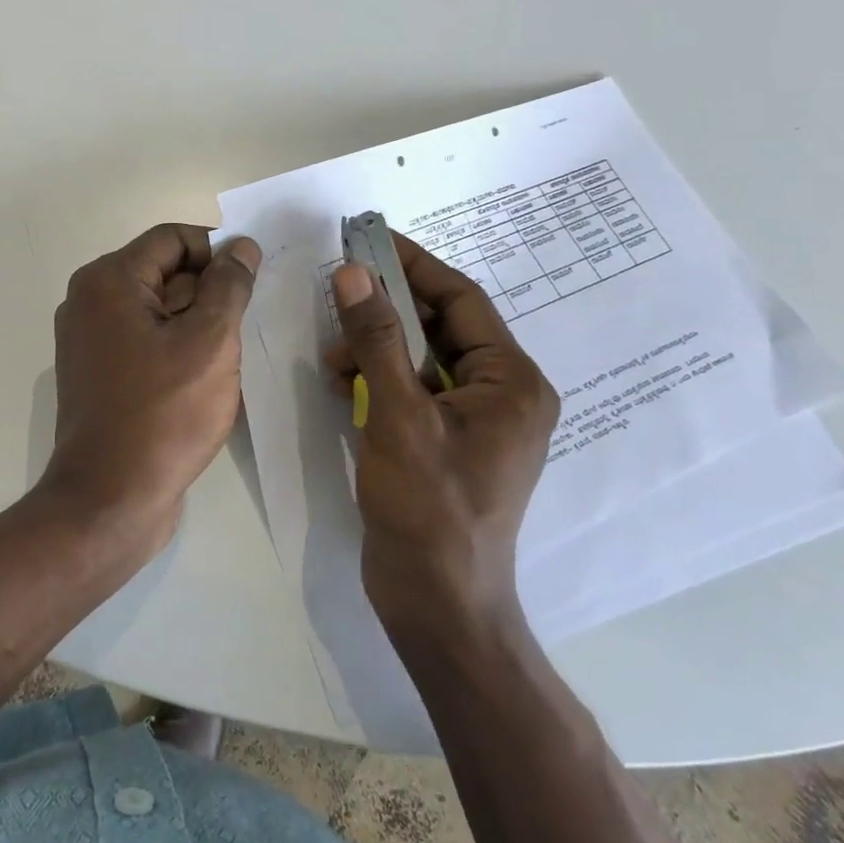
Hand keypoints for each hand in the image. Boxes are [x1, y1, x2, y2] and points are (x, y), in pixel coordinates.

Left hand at [41, 224, 261, 553]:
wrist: (110, 500)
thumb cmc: (163, 414)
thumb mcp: (209, 341)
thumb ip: (228, 285)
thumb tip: (241, 246)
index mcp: (108, 281)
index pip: (172, 239)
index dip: (217, 250)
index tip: (254, 278)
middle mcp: (90, 302)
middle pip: (163, 273)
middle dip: (210, 290)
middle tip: (249, 319)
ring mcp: (91, 342)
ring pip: (158, 311)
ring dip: (198, 323)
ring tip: (234, 351)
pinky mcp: (100, 375)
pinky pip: (146, 343)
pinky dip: (178, 348)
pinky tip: (209, 376)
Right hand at [325, 234, 557, 623]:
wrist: (435, 602)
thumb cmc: (427, 507)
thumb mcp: (396, 414)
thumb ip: (375, 339)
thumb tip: (352, 273)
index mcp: (511, 380)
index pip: (461, 299)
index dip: (412, 265)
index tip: (367, 240)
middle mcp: (501, 393)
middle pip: (439, 326)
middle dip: (385, 311)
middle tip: (337, 292)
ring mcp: (473, 420)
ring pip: (419, 358)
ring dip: (374, 348)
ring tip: (333, 359)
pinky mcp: (445, 442)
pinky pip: (411, 389)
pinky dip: (377, 379)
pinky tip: (342, 385)